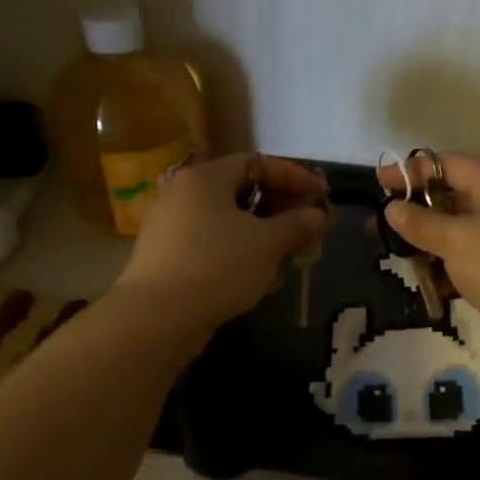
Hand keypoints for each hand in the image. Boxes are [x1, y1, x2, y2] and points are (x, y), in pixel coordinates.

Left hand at [117, 152, 329, 336]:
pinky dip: (240, 258)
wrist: (158, 316)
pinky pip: (213, 248)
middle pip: (241, 194)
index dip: (293, 176)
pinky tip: (260, 282)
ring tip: (288, 261)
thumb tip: (317, 215)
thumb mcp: (267, 244)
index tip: (321, 194)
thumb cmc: (218, 265)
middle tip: (307, 229)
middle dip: (280, 212)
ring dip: (263, 239)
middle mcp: (183, 195)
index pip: (256, 163)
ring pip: (229, 225)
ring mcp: (172, 229)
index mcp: (205, 178)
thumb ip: (296, 225)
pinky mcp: (168, 260)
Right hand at [381, 153, 479, 363]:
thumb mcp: (456, 239)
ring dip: (430, 243)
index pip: (446, 165)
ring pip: (459, 233)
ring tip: (397, 256)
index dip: (411, 171)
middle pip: (452, 198)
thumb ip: (421, 223)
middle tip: (380, 225)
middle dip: (416, 211)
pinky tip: (429, 284)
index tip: (379, 183)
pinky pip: (470, 261)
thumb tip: (393, 208)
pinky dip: (449, 268)